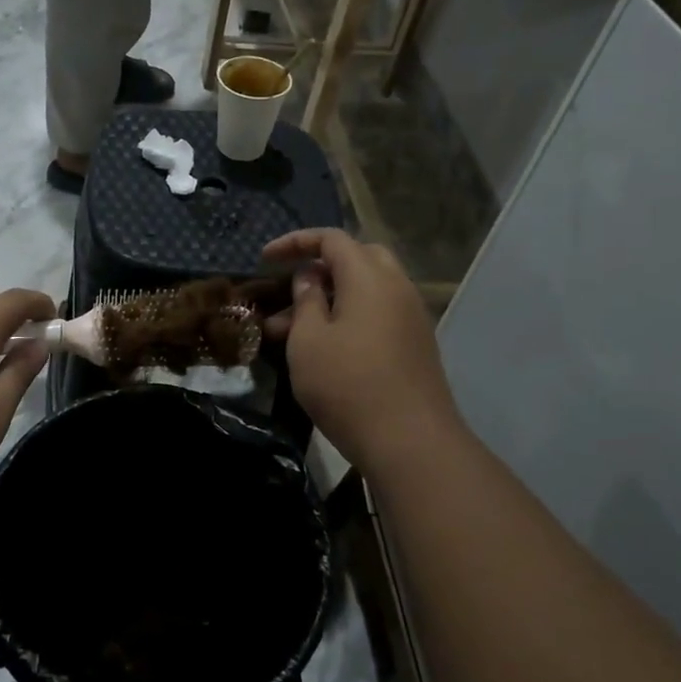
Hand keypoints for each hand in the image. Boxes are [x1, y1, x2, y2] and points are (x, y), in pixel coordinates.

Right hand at [264, 229, 460, 471]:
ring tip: (286, 331)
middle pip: (358, 258)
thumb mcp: (308, 341)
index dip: (296, 242)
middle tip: (290, 288)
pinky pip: (378, 314)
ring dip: (329, 298)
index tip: (265, 258)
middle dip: (320, 266)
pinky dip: (349, 317)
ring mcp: (411, 317)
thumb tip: (310, 277)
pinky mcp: (415, 345)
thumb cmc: (347, 385)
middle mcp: (397, 288)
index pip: (332, 239)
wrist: (410, 442)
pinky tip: (322, 347)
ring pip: (367, 290)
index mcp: (370, 277)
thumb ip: (306, 300)